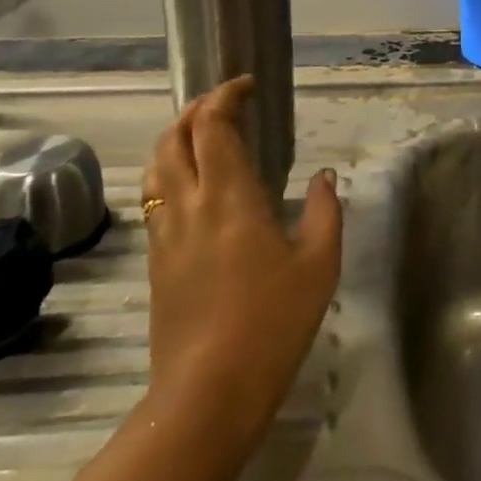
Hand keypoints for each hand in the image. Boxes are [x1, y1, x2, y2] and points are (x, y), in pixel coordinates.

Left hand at [141, 78, 341, 445]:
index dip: (225, 96)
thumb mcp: (318, 266)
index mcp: (229, 197)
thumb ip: (324, 212)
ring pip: (156, 167)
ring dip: (175, 139)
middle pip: (174, 138)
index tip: (247, 86)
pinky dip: (170, 173)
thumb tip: (324, 177)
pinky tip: (193, 188)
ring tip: (202, 136)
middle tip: (224, 105)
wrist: (207, 395)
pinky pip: (155, 198)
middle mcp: (189, 205)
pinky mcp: (155, 262)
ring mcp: (165, 234)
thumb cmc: (272, 324)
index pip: (213, 126)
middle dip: (195, 110)